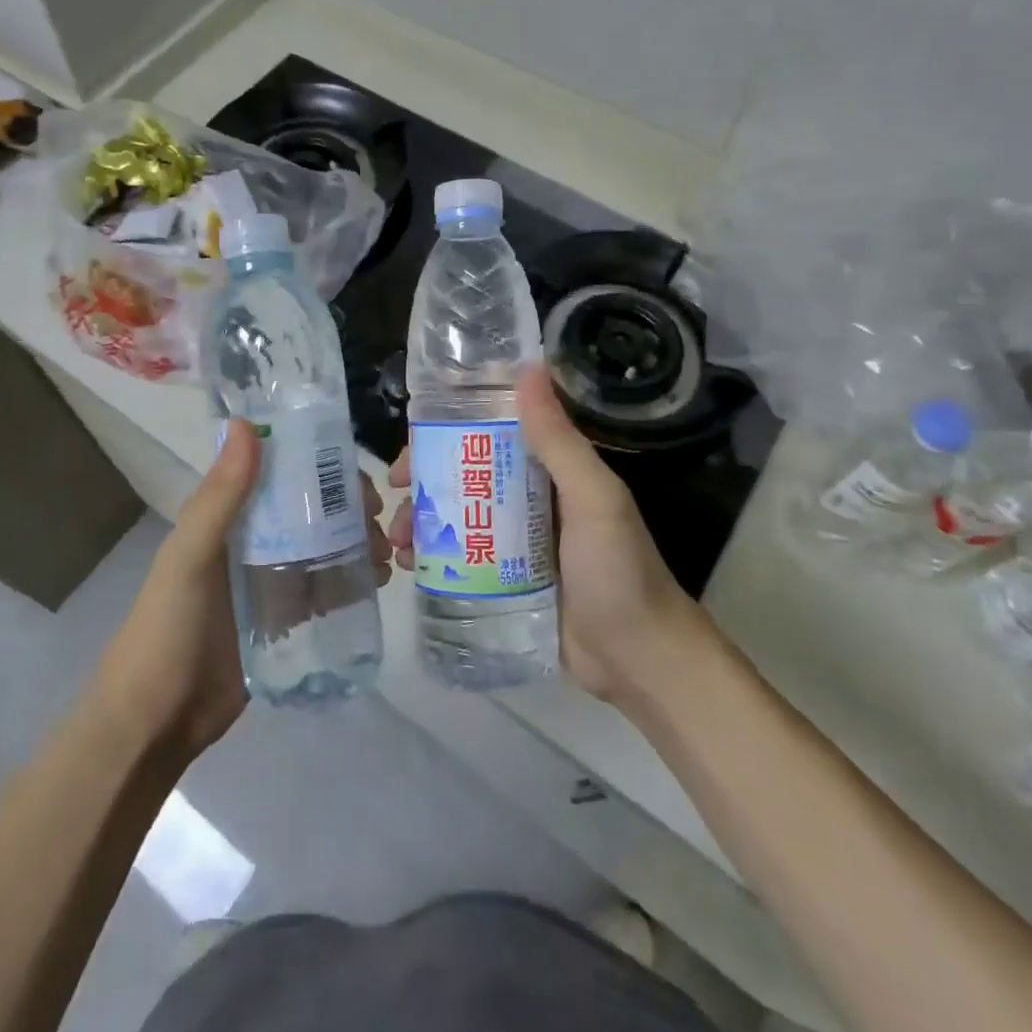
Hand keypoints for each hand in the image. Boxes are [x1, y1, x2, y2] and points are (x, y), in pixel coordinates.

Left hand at [99, 421, 394, 758]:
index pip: (280, 475)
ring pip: (322, 548)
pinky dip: (350, 581)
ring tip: (384, 556)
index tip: (357, 475)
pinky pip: (323, 590)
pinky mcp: (284, 621)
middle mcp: (251, 543)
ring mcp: (269, 583)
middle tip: (380, 524)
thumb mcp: (189, 558)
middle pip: (309, 511)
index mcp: (227, 519)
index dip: (319, 467)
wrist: (155, 723)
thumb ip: (219, 497)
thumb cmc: (166, 631)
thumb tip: (247, 424)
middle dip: (347, 509)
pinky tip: (375, 583)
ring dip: (355, 543)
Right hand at [387, 367, 689, 702]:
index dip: (444, 434)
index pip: (488, 436)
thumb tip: (528, 370)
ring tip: (397, 544)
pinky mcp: (505, 581)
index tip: (410, 447)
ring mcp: (514, 543)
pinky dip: (432, 558)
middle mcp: (528, 499)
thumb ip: (559, 441)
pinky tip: (409, 568)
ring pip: (456, 519)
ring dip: (421, 523)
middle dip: (423, 485)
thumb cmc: (619, 572)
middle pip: (463, 478)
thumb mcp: (593, 500)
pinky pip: (461, 560)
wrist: (639, 661)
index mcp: (549, 470)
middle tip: (392, 500)